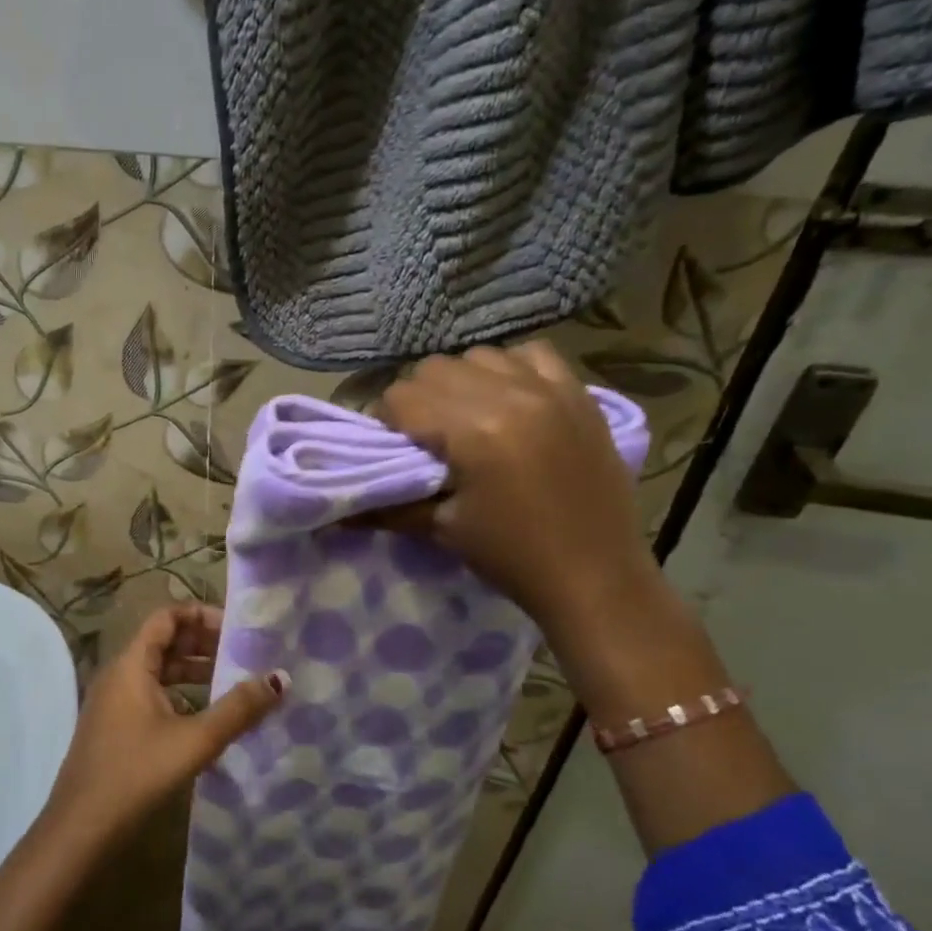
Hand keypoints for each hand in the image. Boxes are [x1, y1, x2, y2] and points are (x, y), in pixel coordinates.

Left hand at [45, 603, 287, 842]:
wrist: (80, 829)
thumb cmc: (136, 774)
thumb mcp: (195, 740)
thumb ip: (239, 708)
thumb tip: (280, 678)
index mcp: (130, 665)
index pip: (166, 617)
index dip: (201, 615)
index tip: (238, 628)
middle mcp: (119, 675)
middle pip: (164, 642)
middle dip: (203, 643)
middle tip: (244, 653)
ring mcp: (114, 703)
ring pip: (158, 671)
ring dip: (194, 671)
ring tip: (234, 681)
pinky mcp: (115, 728)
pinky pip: (152, 695)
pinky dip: (181, 695)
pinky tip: (207, 716)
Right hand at [376, 342, 656, 628]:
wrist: (595, 576)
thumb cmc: (511, 557)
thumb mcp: (442, 531)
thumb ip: (387, 507)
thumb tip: (336, 509)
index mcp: (473, 431)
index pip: (402, 396)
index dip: (386, 421)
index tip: (392, 449)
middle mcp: (510, 395)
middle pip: (435, 368)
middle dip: (418, 399)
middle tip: (425, 438)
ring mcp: (550, 389)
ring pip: (479, 355)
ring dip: (461, 381)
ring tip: (467, 419)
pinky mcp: (580, 394)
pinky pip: (532, 354)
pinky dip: (510, 369)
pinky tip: (510, 401)